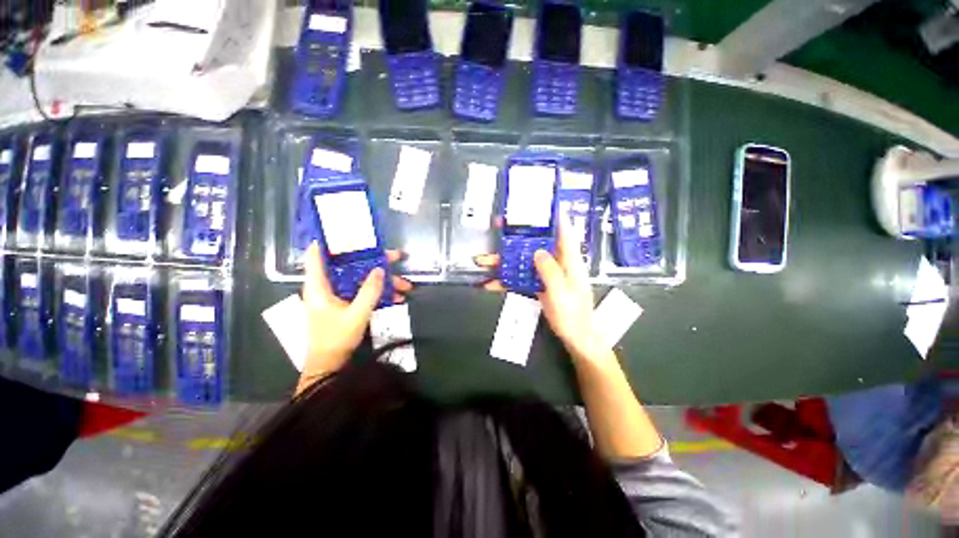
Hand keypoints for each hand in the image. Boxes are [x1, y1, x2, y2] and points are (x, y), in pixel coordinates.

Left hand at [298, 243, 412, 392]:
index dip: (330, 240)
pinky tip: (398, 298)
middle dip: (376, 261)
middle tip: (397, 256)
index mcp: (320, 286)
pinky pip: (364, 292)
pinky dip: (380, 293)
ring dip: (385, 281)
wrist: (329, 365)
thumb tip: (381, 269)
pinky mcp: (346, 304)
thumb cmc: (336, 339)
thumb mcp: (356, 314)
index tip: (348, 230)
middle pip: (351, 265)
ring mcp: (338, 295)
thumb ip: (369, 291)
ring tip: (407, 286)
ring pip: (362, 279)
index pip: (318, 256)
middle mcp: (328, 286)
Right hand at [474, 221, 612, 365]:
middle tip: (498, 224)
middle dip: (516, 234)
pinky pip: (520, 278)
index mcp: (568, 261)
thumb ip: (549, 271)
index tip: (541, 202)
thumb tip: (537, 251)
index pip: (563, 231)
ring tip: (481, 259)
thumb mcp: (561, 292)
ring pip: (522, 260)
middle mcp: (556, 263)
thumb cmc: (573, 315)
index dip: (554, 214)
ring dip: (502, 260)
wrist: (575, 338)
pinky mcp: (537, 285)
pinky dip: (505, 281)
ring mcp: (545, 274)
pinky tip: (489, 284)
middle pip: (536, 243)